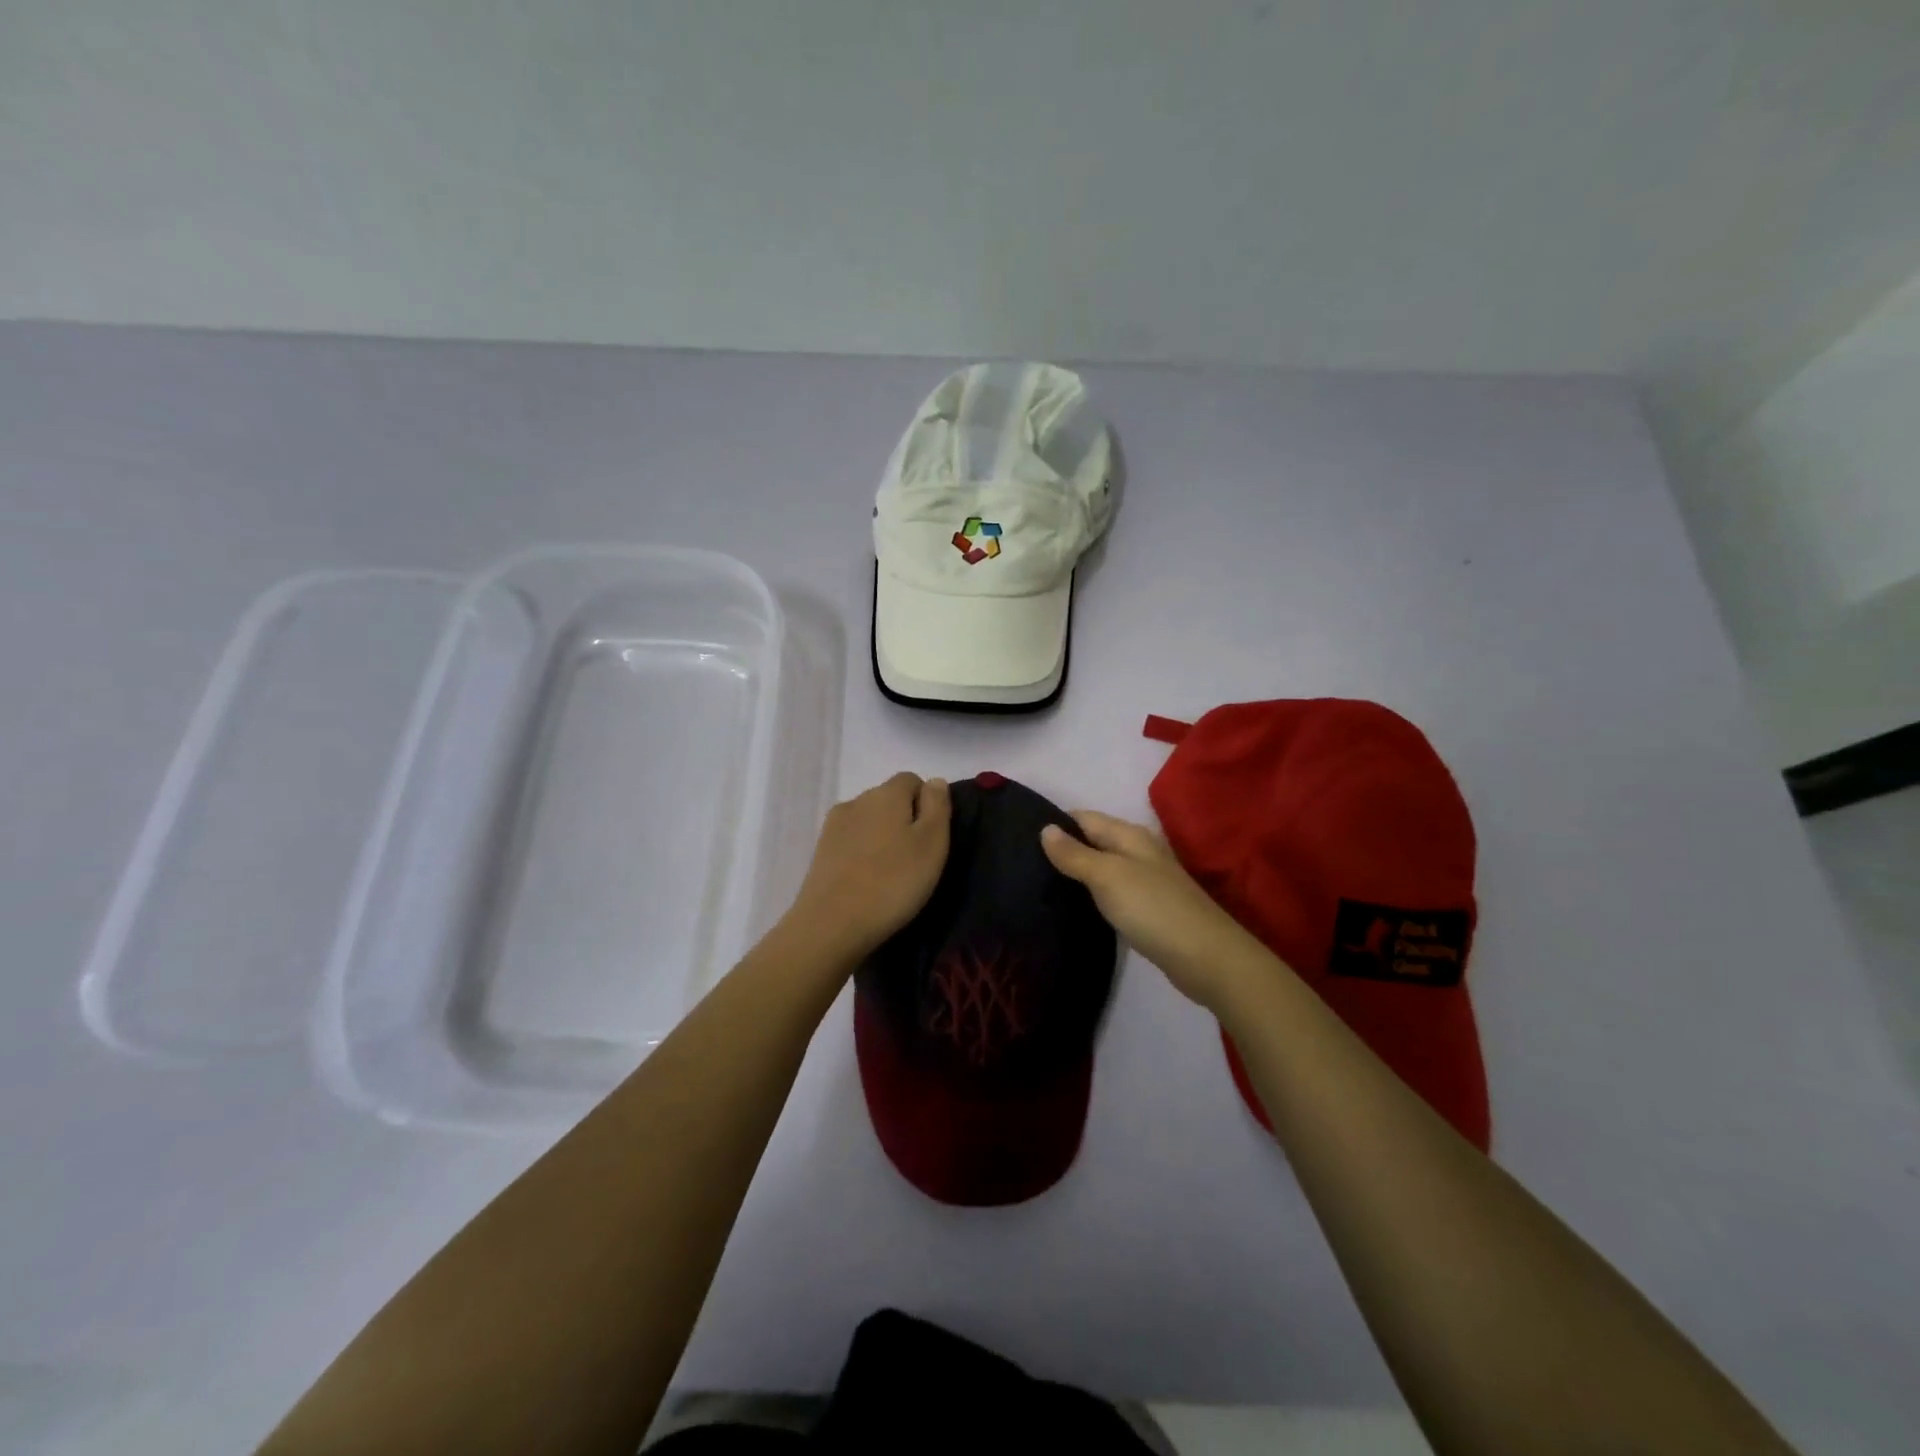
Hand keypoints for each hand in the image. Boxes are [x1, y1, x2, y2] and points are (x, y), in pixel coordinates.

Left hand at [783, 773, 951, 963]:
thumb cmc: (893, 882)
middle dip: (904, 820)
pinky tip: (868, 881)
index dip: (927, 804)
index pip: (912, 780)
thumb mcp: (932, 843)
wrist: (832, 924)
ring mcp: (834, 826)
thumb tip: (935, 781)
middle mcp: (857, 800)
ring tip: (891, 873)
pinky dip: (863, 854)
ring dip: (882, 838)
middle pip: (888, 799)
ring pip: (868, 821)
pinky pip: (851, 842)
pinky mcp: (820, 851)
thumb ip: (937, 806)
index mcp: (886, 793)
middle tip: (916, 859)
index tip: (933, 839)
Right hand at [1041, 810, 1273, 1012]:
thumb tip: (1045, 828)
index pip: (1083, 818)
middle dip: (1062, 849)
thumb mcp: (1107, 876)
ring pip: (1102, 868)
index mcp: (1129, 835)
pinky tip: (1073, 907)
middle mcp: (1138, 851)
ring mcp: (1145, 880)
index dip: (1054, 824)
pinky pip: (1112, 892)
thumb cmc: (1153, 908)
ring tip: (1038, 885)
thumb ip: (1075, 854)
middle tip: (1023, 866)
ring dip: (1076, 874)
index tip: (1019, 839)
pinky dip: (1092, 895)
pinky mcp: (1148, 909)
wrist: (1206, 958)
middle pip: (1093, 841)